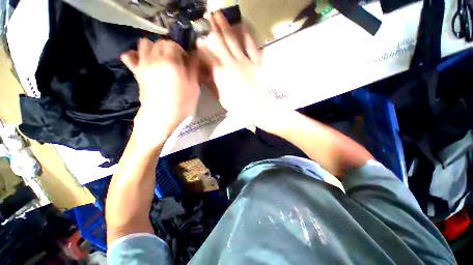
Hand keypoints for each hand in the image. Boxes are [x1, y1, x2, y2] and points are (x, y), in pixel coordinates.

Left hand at [121, 39, 199, 141]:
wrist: (162, 116)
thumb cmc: (182, 103)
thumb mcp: (194, 86)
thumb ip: (193, 68)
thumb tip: (194, 55)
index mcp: (171, 61)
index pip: (174, 44)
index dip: (181, 51)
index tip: (186, 63)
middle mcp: (154, 58)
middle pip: (159, 42)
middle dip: (169, 49)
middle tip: (176, 62)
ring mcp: (142, 64)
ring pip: (144, 44)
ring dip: (153, 49)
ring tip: (161, 60)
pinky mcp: (136, 72)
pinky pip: (130, 56)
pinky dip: (135, 55)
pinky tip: (143, 61)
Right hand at [197, 12, 272, 118]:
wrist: (256, 107)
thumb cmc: (238, 105)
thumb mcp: (221, 98)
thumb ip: (212, 84)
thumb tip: (204, 74)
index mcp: (220, 74)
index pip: (207, 55)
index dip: (201, 46)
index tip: (198, 38)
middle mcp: (231, 63)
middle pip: (219, 42)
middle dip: (211, 28)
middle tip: (206, 16)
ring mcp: (245, 61)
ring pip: (233, 40)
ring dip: (225, 26)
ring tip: (219, 14)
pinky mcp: (256, 62)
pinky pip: (251, 46)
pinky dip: (247, 36)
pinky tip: (243, 27)